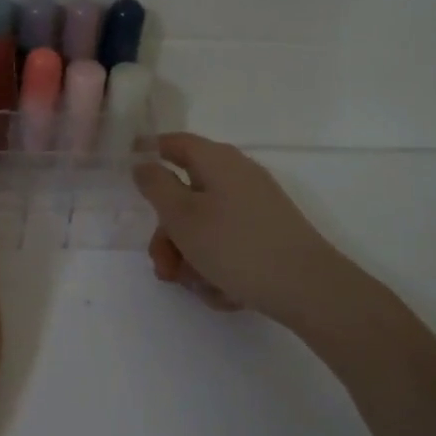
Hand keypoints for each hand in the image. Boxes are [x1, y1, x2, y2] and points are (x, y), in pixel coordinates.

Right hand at [134, 133, 371, 334]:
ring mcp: (255, 208)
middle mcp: (237, 178)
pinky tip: (223, 292)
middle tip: (163, 265)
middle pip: (185, 195)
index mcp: (217, 162)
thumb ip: (155, 186)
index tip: (126, 170)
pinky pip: (227, 246)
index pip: (174, 143)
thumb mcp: (182, 216)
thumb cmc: (236, 246)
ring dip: (190, 257)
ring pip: (204, 227)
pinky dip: (217, 267)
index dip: (148, 152)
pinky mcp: (267, 236)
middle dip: (168, 234)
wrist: (309, 290)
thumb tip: (143, 163)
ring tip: (195, 286)